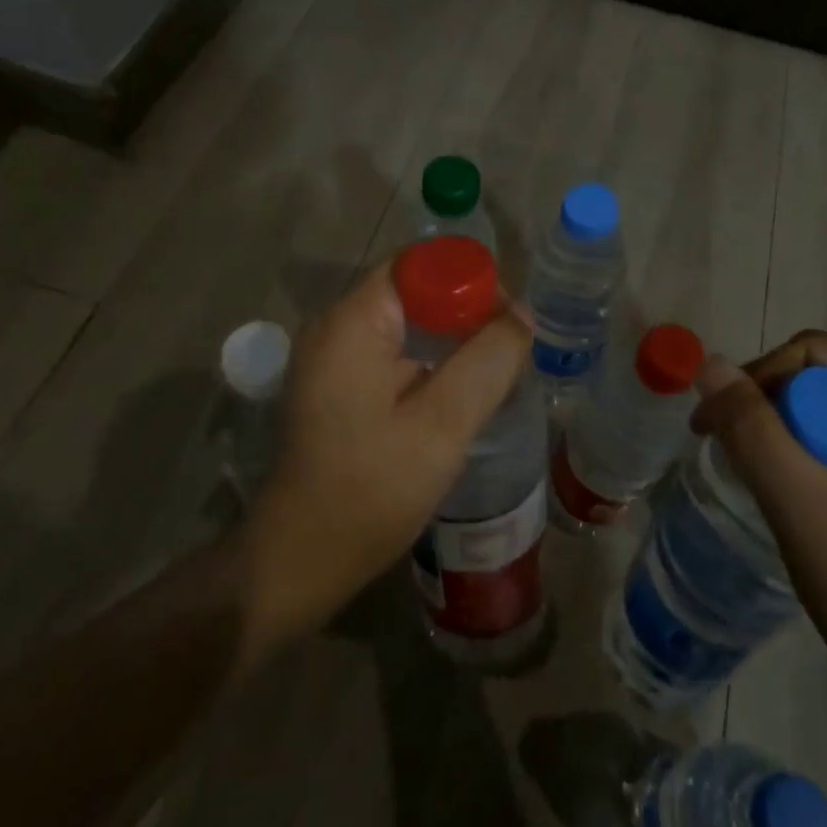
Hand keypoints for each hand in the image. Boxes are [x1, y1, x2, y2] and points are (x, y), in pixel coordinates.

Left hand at [239, 258, 531, 636]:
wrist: (303, 561)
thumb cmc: (370, 491)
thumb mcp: (442, 425)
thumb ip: (487, 362)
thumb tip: (523, 313)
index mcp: (352, 322)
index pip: (419, 265)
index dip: (469, 280)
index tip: (508, 321)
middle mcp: (336, 327)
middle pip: (414, 291)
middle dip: (466, 312)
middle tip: (511, 351)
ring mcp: (334, 357)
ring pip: (408, 323)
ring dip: (452, 340)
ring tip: (495, 372)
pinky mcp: (339, 385)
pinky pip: (395, 352)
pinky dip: (431, 362)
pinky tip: (460, 394)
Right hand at [693, 331, 826, 760]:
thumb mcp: (806, 510)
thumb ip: (754, 431)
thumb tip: (709, 363)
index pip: (818, 353)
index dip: (759, 377)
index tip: (715, 427)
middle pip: (824, 381)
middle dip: (769, 409)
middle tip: (731, 461)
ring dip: (783, 439)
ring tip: (757, 486)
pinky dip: (807, 464)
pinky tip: (794, 505)